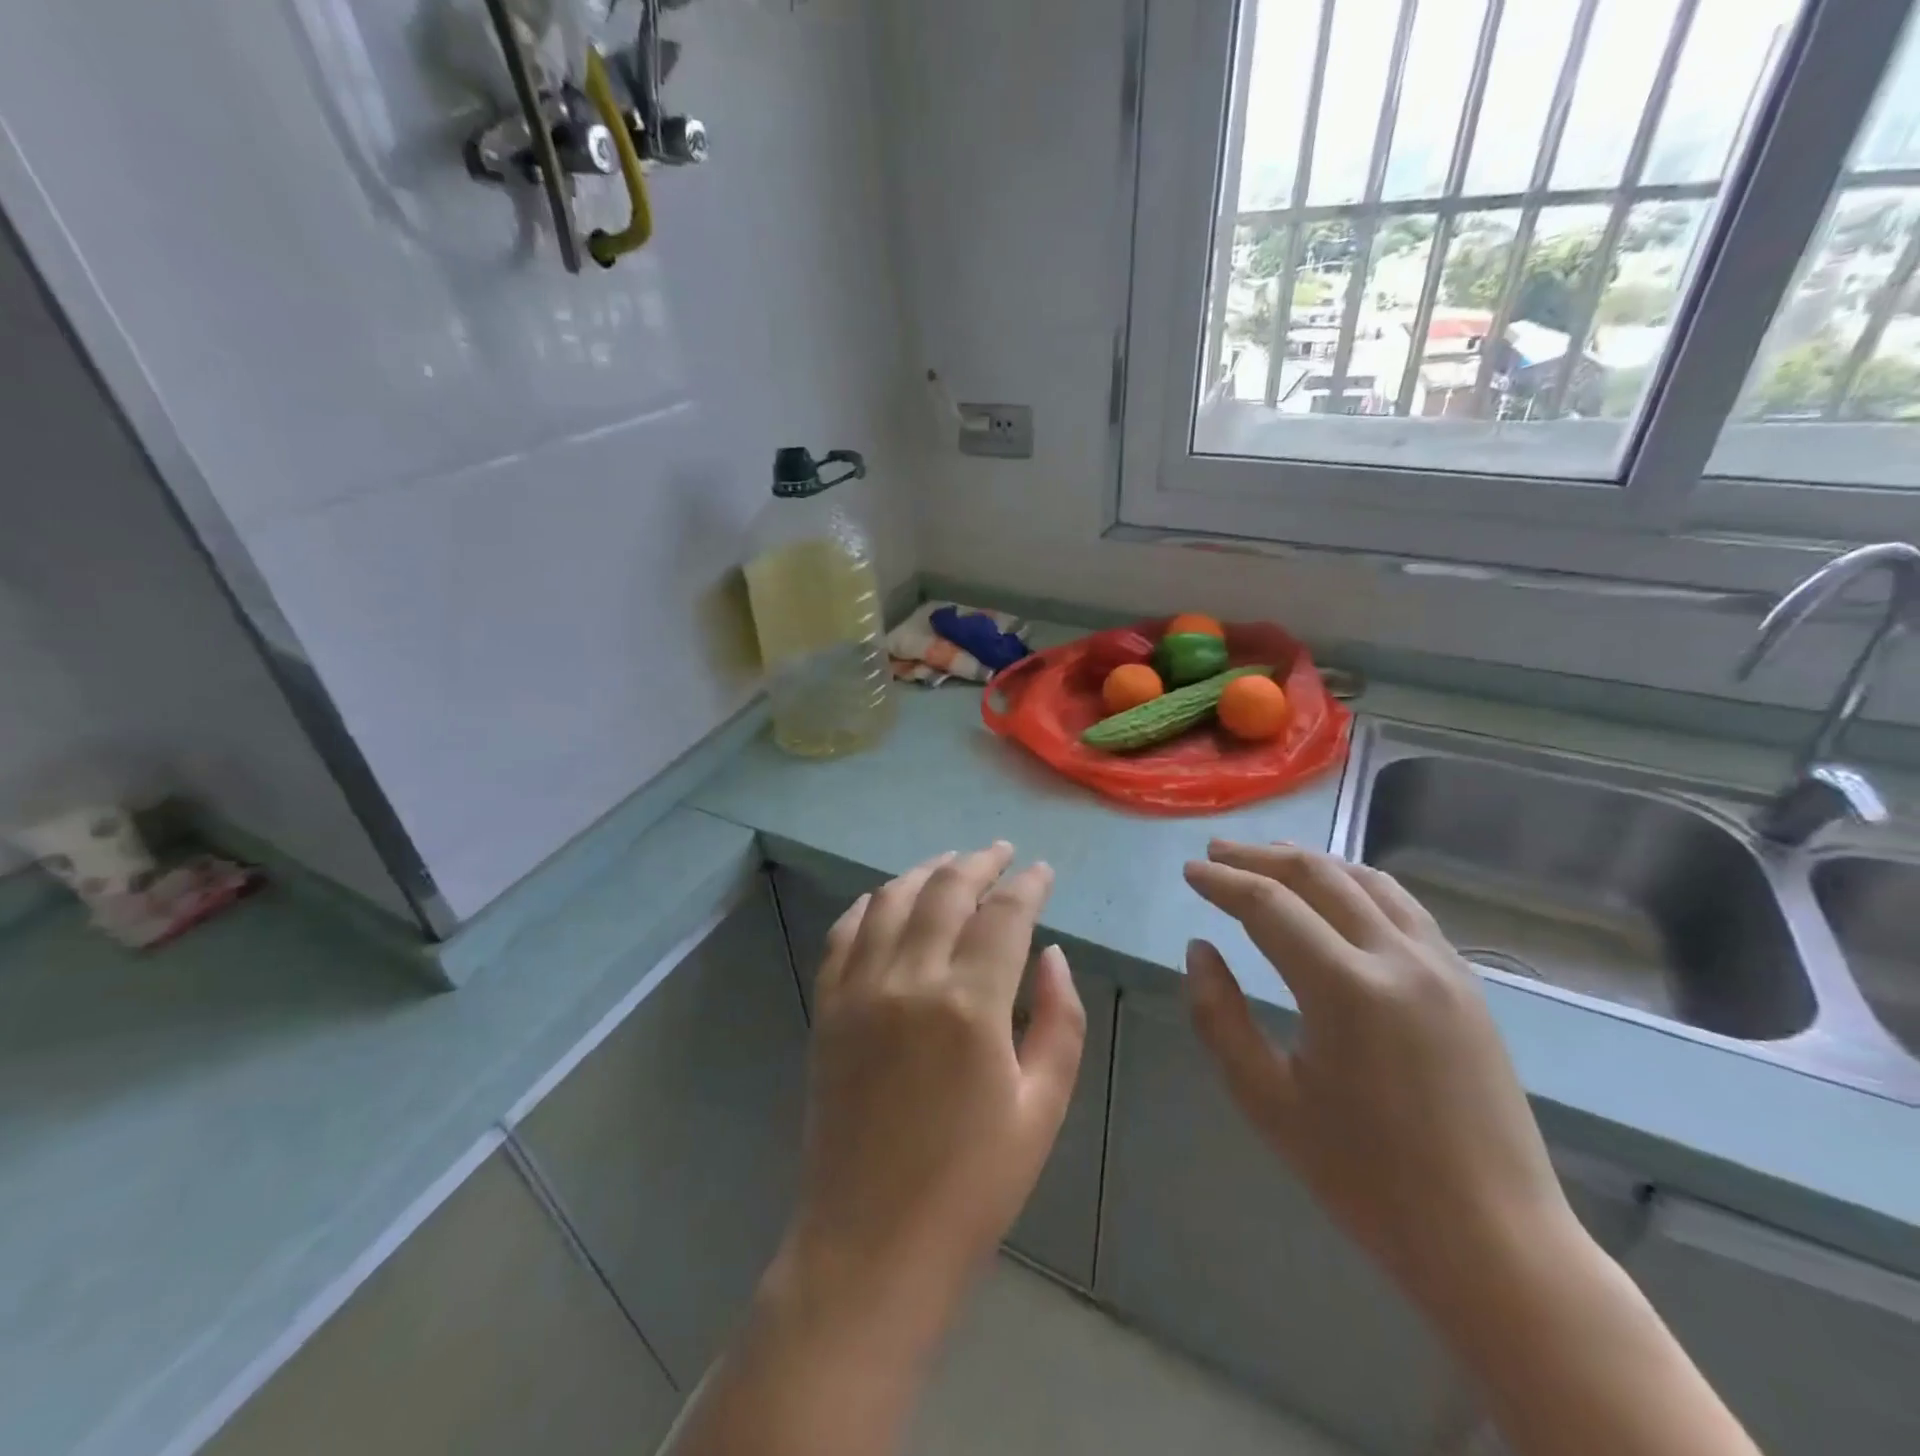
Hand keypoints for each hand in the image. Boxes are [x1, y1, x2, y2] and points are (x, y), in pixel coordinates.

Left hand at [783, 843, 1086, 1326]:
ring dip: (926, 871)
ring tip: (951, 862)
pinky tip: (888, 898)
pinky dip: (871, 904)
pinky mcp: (827, 1008)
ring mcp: (859, 990)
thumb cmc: (972, 1185)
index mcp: (970, 1004)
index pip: (1004, 914)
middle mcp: (910, 979)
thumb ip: (1059, 1020)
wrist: (871, 1243)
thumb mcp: (1042, 1108)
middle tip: (1001, 852)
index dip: (1027, 884)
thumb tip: (1052, 954)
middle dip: (979, 862)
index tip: (1042, 871)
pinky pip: (845, 932)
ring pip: (893, 900)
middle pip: (945, 891)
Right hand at [1183, 841, 1580, 1313]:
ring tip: (1271, 858)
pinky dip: (1358, 884)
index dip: (1223, 882)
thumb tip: (1200, 950)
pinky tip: (1338, 893)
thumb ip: (1220, 1017)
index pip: (1269, 905)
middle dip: (1261, 857)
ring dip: (1312, 862)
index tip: (1190, 872)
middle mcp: (1399, 959)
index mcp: (1347, 989)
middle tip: (1217, 851)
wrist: (1493, 1241)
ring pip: (1368, 881)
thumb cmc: (1366, 1178)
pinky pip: (1404, 907)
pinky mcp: (1467, 983)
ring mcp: (1443, 966)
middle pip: (1319, 877)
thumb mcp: (1267, 1101)